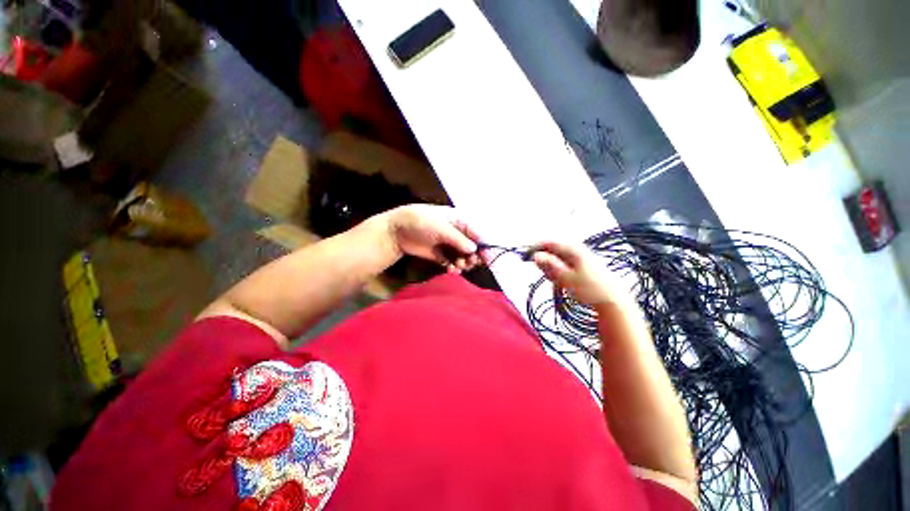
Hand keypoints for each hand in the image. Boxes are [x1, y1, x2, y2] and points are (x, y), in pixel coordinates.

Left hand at [385, 205, 481, 272]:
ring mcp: (449, 245)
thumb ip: (458, 239)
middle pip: (473, 247)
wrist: (396, 231)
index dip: (484, 246)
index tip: (488, 259)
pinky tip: (451, 270)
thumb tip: (475, 250)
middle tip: (468, 263)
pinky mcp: (441, 255)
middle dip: (473, 257)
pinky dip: (454, 268)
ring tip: (457, 267)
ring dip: (464, 263)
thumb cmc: (420, 222)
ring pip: (464, 257)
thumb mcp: (441, 227)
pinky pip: (453, 263)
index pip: (477, 233)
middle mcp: (457, 233)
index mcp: (460, 221)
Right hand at [531, 241, 629, 306]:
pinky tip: (562, 282)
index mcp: (574, 250)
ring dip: (553, 268)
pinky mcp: (586, 268)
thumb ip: (550, 266)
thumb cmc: (589, 289)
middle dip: (545, 260)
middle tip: (545, 274)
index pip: (550, 243)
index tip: (526, 257)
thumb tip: (535, 255)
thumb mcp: (566, 278)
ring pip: (560, 259)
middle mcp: (578, 251)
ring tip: (555, 281)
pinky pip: (567, 265)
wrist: (614, 302)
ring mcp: (583, 259)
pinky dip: (560, 272)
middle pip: (555, 250)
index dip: (536, 248)